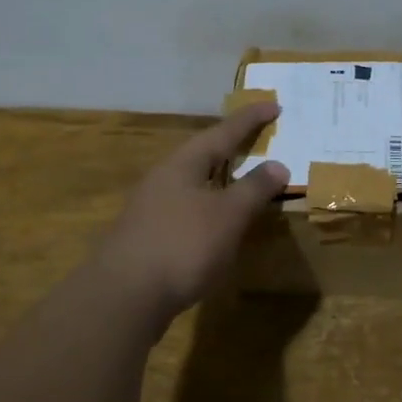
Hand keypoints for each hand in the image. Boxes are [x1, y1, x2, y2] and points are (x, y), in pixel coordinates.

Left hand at [96, 101, 288, 323]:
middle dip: (230, 146)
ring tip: (240, 179)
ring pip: (192, 183)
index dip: (250, 119)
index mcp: (183, 164)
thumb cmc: (182, 245)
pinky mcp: (147, 237)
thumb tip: (278, 165)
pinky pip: (186, 209)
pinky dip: (208, 207)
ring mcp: (150, 209)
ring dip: (219, 179)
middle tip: (256, 138)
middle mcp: (163, 179)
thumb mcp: (228, 215)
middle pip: (202, 154)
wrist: (123, 298)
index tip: (274, 104)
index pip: (223, 132)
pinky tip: (216, 224)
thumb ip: (254, 189)